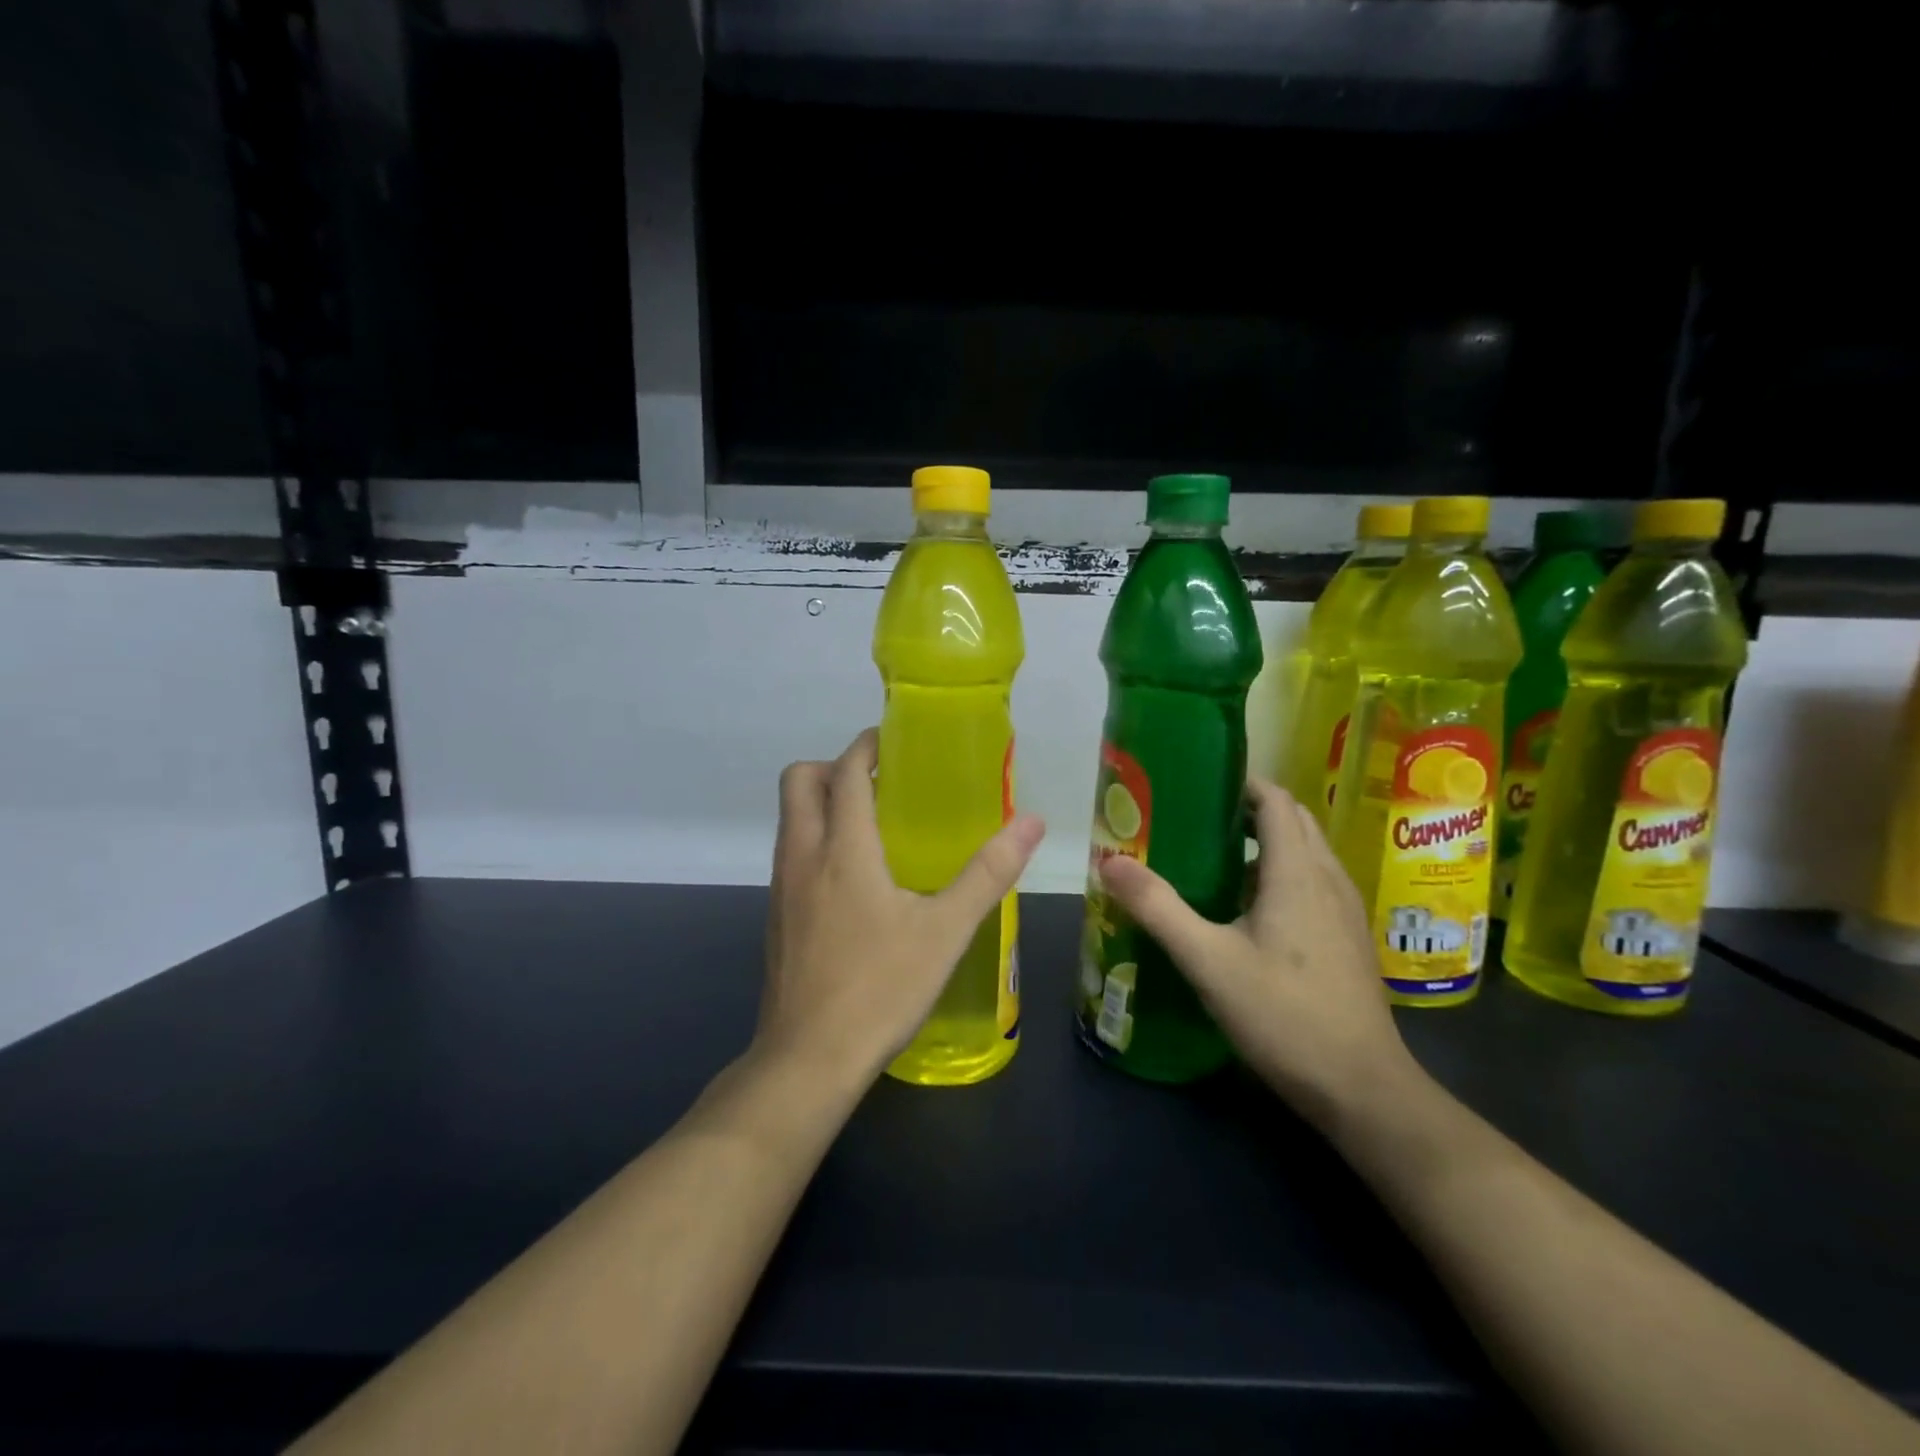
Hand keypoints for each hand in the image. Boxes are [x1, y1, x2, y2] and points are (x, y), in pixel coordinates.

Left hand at [757, 728, 1045, 1086]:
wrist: (808, 1059)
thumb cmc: (880, 988)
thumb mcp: (946, 931)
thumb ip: (988, 873)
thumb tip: (1031, 821)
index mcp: (843, 849)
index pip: (844, 771)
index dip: (865, 746)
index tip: (893, 742)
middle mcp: (802, 855)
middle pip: (798, 781)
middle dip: (832, 766)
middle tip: (879, 782)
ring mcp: (781, 887)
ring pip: (790, 818)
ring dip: (822, 803)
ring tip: (872, 825)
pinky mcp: (775, 916)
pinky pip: (790, 854)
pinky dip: (815, 840)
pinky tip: (853, 880)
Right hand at [1098, 779, 1418, 1130]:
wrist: (1363, 1089)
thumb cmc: (1284, 1016)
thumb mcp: (1208, 961)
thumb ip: (1158, 907)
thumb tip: (1110, 860)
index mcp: (1297, 872)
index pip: (1276, 801)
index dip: (1242, 783)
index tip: (1198, 783)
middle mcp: (1328, 879)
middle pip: (1293, 820)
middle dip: (1249, 808)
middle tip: (1196, 818)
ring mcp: (1345, 910)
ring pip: (1306, 853)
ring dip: (1266, 841)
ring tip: (1214, 857)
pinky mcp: (1348, 939)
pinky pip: (1313, 882)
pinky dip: (1280, 873)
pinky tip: (1247, 908)